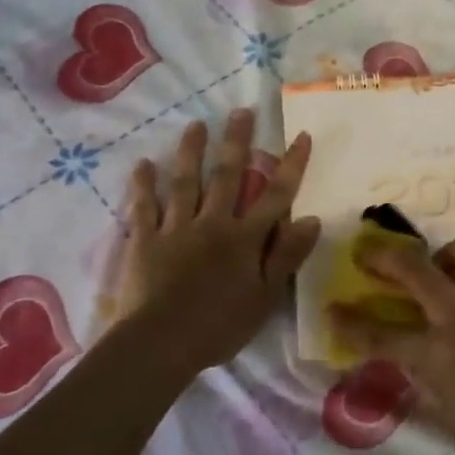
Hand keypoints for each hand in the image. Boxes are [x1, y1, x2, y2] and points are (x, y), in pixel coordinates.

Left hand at [100, 110, 318, 372]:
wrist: (160, 343)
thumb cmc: (220, 325)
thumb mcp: (266, 297)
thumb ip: (287, 256)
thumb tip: (310, 219)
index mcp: (245, 238)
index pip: (275, 195)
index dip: (291, 165)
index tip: (301, 135)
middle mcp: (212, 223)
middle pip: (227, 176)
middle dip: (237, 142)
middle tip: (242, 111)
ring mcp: (175, 229)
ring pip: (185, 183)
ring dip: (191, 152)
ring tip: (195, 125)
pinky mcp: (144, 241)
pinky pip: (144, 208)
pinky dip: (143, 186)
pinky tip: (143, 164)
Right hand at [333, 237, 454, 454]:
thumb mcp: (448, 409)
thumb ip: (420, 376)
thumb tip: (401, 353)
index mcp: (436, 354)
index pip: (378, 334)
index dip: (348, 322)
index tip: (331, 309)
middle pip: (410, 268)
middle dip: (381, 257)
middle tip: (368, 253)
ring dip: (442, 259)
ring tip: (444, 272)